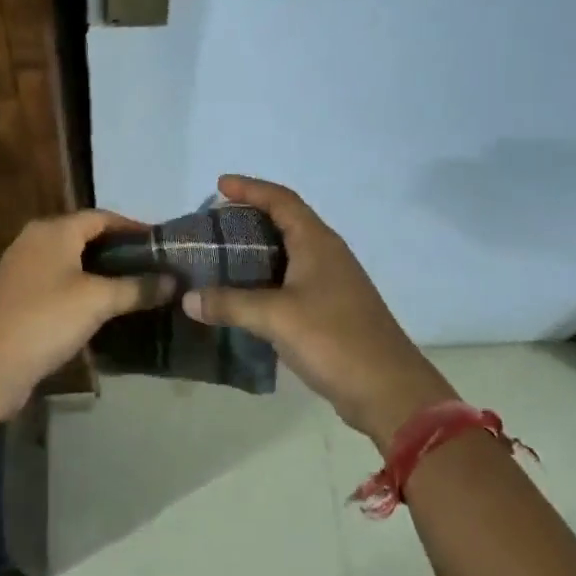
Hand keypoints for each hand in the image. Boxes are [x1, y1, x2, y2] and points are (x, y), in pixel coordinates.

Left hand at [0, 209, 175, 418]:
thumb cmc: (46, 319)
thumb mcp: (98, 301)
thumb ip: (137, 288)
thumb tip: (173, 281)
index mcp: (53, 230)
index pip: (102, 217)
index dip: (133, 228)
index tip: (162, 244)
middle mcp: (34, 241)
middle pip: (85, 237)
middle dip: (119, 251)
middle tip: (153, 268)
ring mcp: (22, 269)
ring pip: (71, 262)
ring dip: (101, 273)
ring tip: (134, 288)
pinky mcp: (17, 298)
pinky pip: (58, 284)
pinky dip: (82, 290)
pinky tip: (101, 310)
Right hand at [181, 175, 454, 444]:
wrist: (388, 390)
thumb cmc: (333, 339)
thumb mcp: (275, 317)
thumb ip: (230, 304)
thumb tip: (188, 298)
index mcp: (317, 242)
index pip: (281, 200)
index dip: (251, 188)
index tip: (220, 185)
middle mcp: (327, 254)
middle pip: (286, 221)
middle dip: (251, 217)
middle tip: (216, 224)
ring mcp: (333, 282)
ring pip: (290, 252)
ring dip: (259, 249)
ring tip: (224, 256)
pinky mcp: (332, 309)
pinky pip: (293, 279)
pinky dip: (267, 278)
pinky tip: (247, 296)